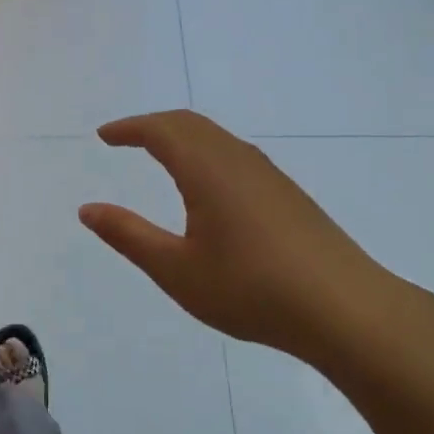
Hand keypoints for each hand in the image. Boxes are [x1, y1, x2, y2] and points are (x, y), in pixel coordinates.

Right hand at [79, 110, 409, 364]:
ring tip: (160, 155)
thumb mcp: (177, 270)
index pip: (160, 130)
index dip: (129, 128)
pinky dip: (206, 151)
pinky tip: (209, 185)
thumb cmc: (251, 289)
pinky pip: (235, 153)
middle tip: (126, 139)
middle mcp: (237, 159)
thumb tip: (87, 209)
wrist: (345, 309)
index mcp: (206, 169)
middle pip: (189, 124)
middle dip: (153, 125)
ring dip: (182, 136)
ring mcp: (268, 174)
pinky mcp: (287, 193)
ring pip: (216, 137)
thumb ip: (128, 235)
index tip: (104, 136)